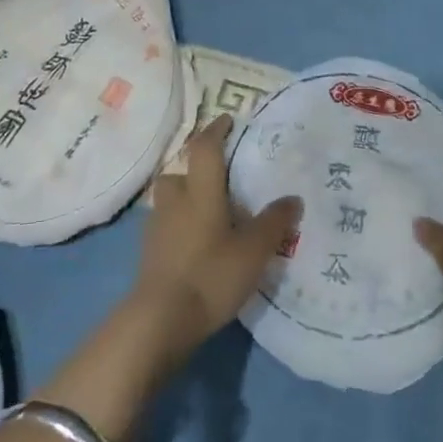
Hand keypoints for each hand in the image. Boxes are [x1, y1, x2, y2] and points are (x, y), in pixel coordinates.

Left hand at [128, 115, 302, 367]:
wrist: (160, 321)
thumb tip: (293, 198)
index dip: (216, 131)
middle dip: (195, 171)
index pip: (204, 148)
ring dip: (186, 200)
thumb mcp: (253, 250)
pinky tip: (198, 246)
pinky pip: (166, 227)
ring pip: (170, 201)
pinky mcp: (149, 255)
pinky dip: (180, 228)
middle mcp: (175, 202)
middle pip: (179, 173)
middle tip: (220, 180)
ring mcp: (157, 229)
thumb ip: (274, 222)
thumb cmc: (210, 275)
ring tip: (211, 216)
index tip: (227, 120)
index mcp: (200, 192)